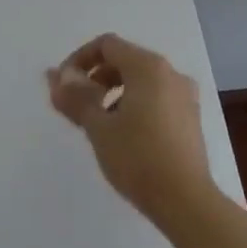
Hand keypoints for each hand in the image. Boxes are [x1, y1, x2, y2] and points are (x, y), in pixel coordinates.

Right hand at [46, 34, 213, 221]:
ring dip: (113, 91)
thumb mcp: (98, 126)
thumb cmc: (138, 158)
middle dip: (95, 77)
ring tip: (98, 123)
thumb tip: (55, 75)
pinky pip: (155, 97)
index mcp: (148, 67)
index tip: (64, 87)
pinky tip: (124, 134)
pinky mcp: (190, 117)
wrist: (186, 202)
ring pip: (140, 80)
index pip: (106, 45)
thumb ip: (75, 96)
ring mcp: (184, 95)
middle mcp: (170, 73)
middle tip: (77, 105)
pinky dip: (134, 103)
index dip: (79, 59)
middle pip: (124, 60)